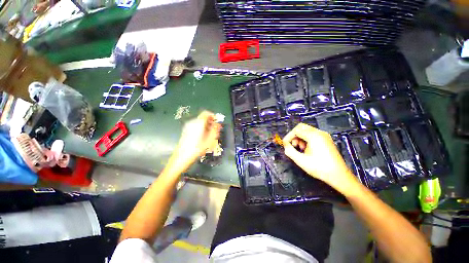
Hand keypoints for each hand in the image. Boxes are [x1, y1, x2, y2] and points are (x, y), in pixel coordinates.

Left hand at [171, 111, 221, 169]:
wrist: (182, 157)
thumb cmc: (197, 149)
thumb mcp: (210, 140)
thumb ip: (215, 130)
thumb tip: (218, 124)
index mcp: (199, 123)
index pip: (206, 113)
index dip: (213, 116)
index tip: (217, 122)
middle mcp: (193, 122)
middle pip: (203, 117)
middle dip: (210, 122)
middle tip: (215, 129)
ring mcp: (188, 126)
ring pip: (200, 122)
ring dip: (206, 125)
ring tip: (210, 134)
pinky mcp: (186, 130)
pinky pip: (196, 126)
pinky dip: (201, 128)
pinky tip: (203, 136)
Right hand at [283, 123, 357, 193]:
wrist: (338, 175)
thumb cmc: (319, 168)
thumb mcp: (301, 160)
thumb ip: (289, 151)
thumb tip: (285, 145)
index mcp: (314, 136)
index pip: (296, 130)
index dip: (288, 137)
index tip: (285, 144)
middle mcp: (319, 133)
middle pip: (301, 127)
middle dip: (294, 135)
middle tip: (293, 145)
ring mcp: (324, 135)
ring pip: (306, 130)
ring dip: (300, 137)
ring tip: (300, 148)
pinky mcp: (326, 139)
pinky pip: (312, 134)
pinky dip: (306, 138)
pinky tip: (306, 148)